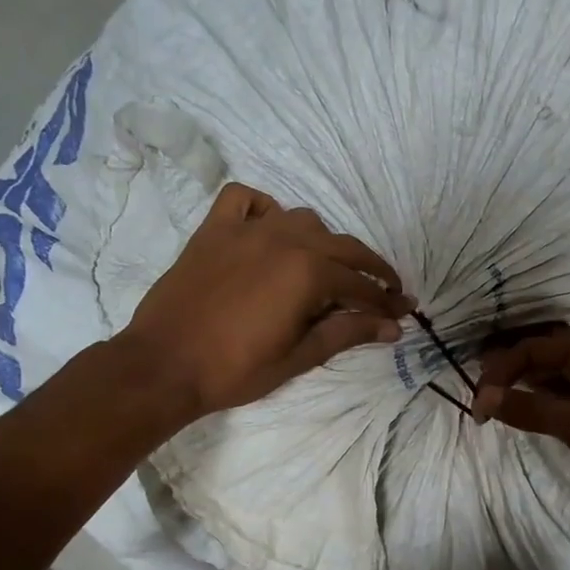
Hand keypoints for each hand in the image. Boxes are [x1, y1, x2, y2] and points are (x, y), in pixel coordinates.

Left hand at [113, 183, 411, 429]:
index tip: (405, 311)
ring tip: (327, 270)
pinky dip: (264, 210)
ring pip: (303, 220)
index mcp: (308, 271)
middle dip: (370, 270)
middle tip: (386, 292)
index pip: (361, 285)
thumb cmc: (236, 369)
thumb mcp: (300, 356)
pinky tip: (269, 232)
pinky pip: (245, 200)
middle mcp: (284, 239)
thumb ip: (348, 333)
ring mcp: (246, 229)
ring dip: (324, 243)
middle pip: (344, 247)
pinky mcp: (214, 230)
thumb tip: (393, 328)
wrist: (163, 365)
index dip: (386, 302)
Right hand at [471, 327, 569, 524]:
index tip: (478, 405)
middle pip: (542, 354)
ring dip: (524, 384)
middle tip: (477, 386)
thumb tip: (485, 396)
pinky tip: (524, 413)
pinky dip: (541, 402)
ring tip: (493, 399)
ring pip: (553, 376)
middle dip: (509, 366)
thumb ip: (528, 408)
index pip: (533, 349)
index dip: (500, 371)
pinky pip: (565, 397)